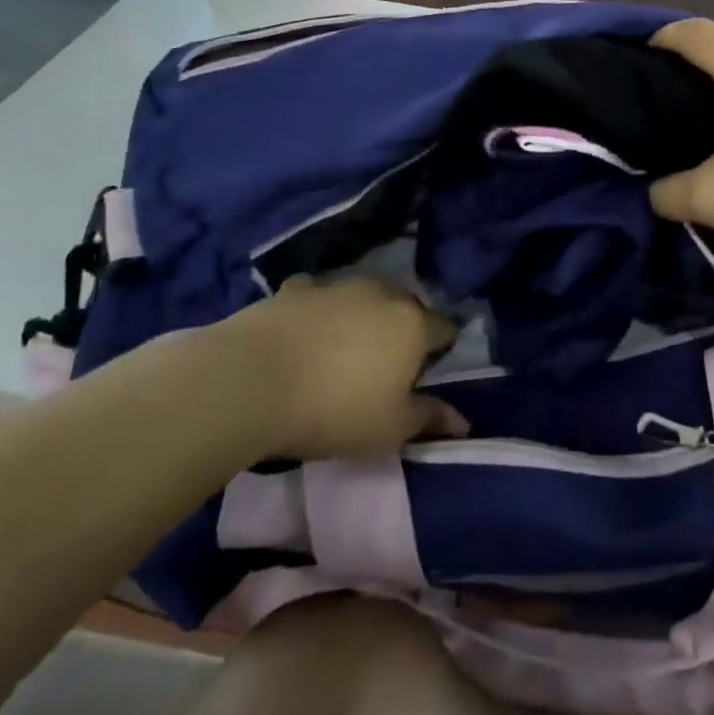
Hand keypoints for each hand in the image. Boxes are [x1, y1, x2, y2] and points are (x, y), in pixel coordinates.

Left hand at [218, 276, 466, 459]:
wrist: (249, 381)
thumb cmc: (333, 409)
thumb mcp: (389, 429)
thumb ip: (429, 419)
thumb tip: (464, 422)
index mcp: (413, 325)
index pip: (446, 329)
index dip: (440, 352)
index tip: (424, 376)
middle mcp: (382, 293)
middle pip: (406, 306)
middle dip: (403, 328)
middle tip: (384, 366)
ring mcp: (337, 285)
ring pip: (364, 295)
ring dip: (363, 316)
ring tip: (342, 350)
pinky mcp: (295, 287)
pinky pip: (317, 295)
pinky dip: (318, 310)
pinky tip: (303, 332)